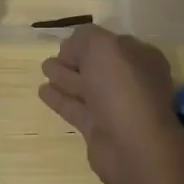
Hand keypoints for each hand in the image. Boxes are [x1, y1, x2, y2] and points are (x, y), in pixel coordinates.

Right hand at [38, 25, 183, 183]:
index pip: (111, 44)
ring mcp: (115, 107)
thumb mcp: (102, 46)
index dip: (88, 42)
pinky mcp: (98, 130)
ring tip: (44, 69)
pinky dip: (60, 99)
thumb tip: (71, 48)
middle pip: (97, 66)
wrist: (133, 145)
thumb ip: (84, 38)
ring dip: (64, 77)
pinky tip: (42, 91)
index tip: (66, 44)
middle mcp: (130, 81)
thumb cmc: (122, 87)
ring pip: (85, 87)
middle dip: (74, 59)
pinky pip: (76, 108)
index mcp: (140, 58)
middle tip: (52, 57)